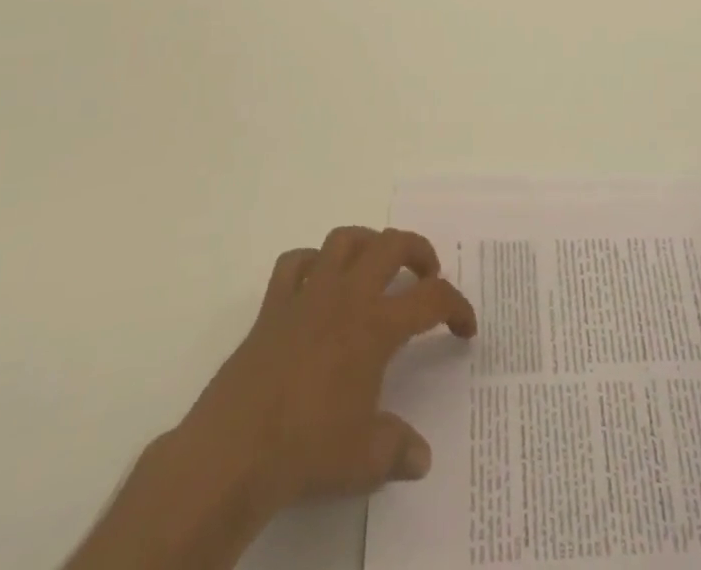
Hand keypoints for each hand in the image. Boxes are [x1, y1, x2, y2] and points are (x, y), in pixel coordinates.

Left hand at [189, 226, 477, 504]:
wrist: (234, 451)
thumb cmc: (307, 449)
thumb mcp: (365, 460)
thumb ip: (398, 450)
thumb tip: (421, 458)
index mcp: (376, 325)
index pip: (431, 299)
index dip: (457, 307)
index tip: (465, 328)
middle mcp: (346, 296)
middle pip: (392, 245)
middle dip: (418, 251)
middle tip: (428, 274)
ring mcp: (307, 295)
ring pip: (343, 240)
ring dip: (367, 244)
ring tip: (376, 265)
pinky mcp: (272, 306)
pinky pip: (294, 263)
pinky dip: (310, 264)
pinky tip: (317, 283)